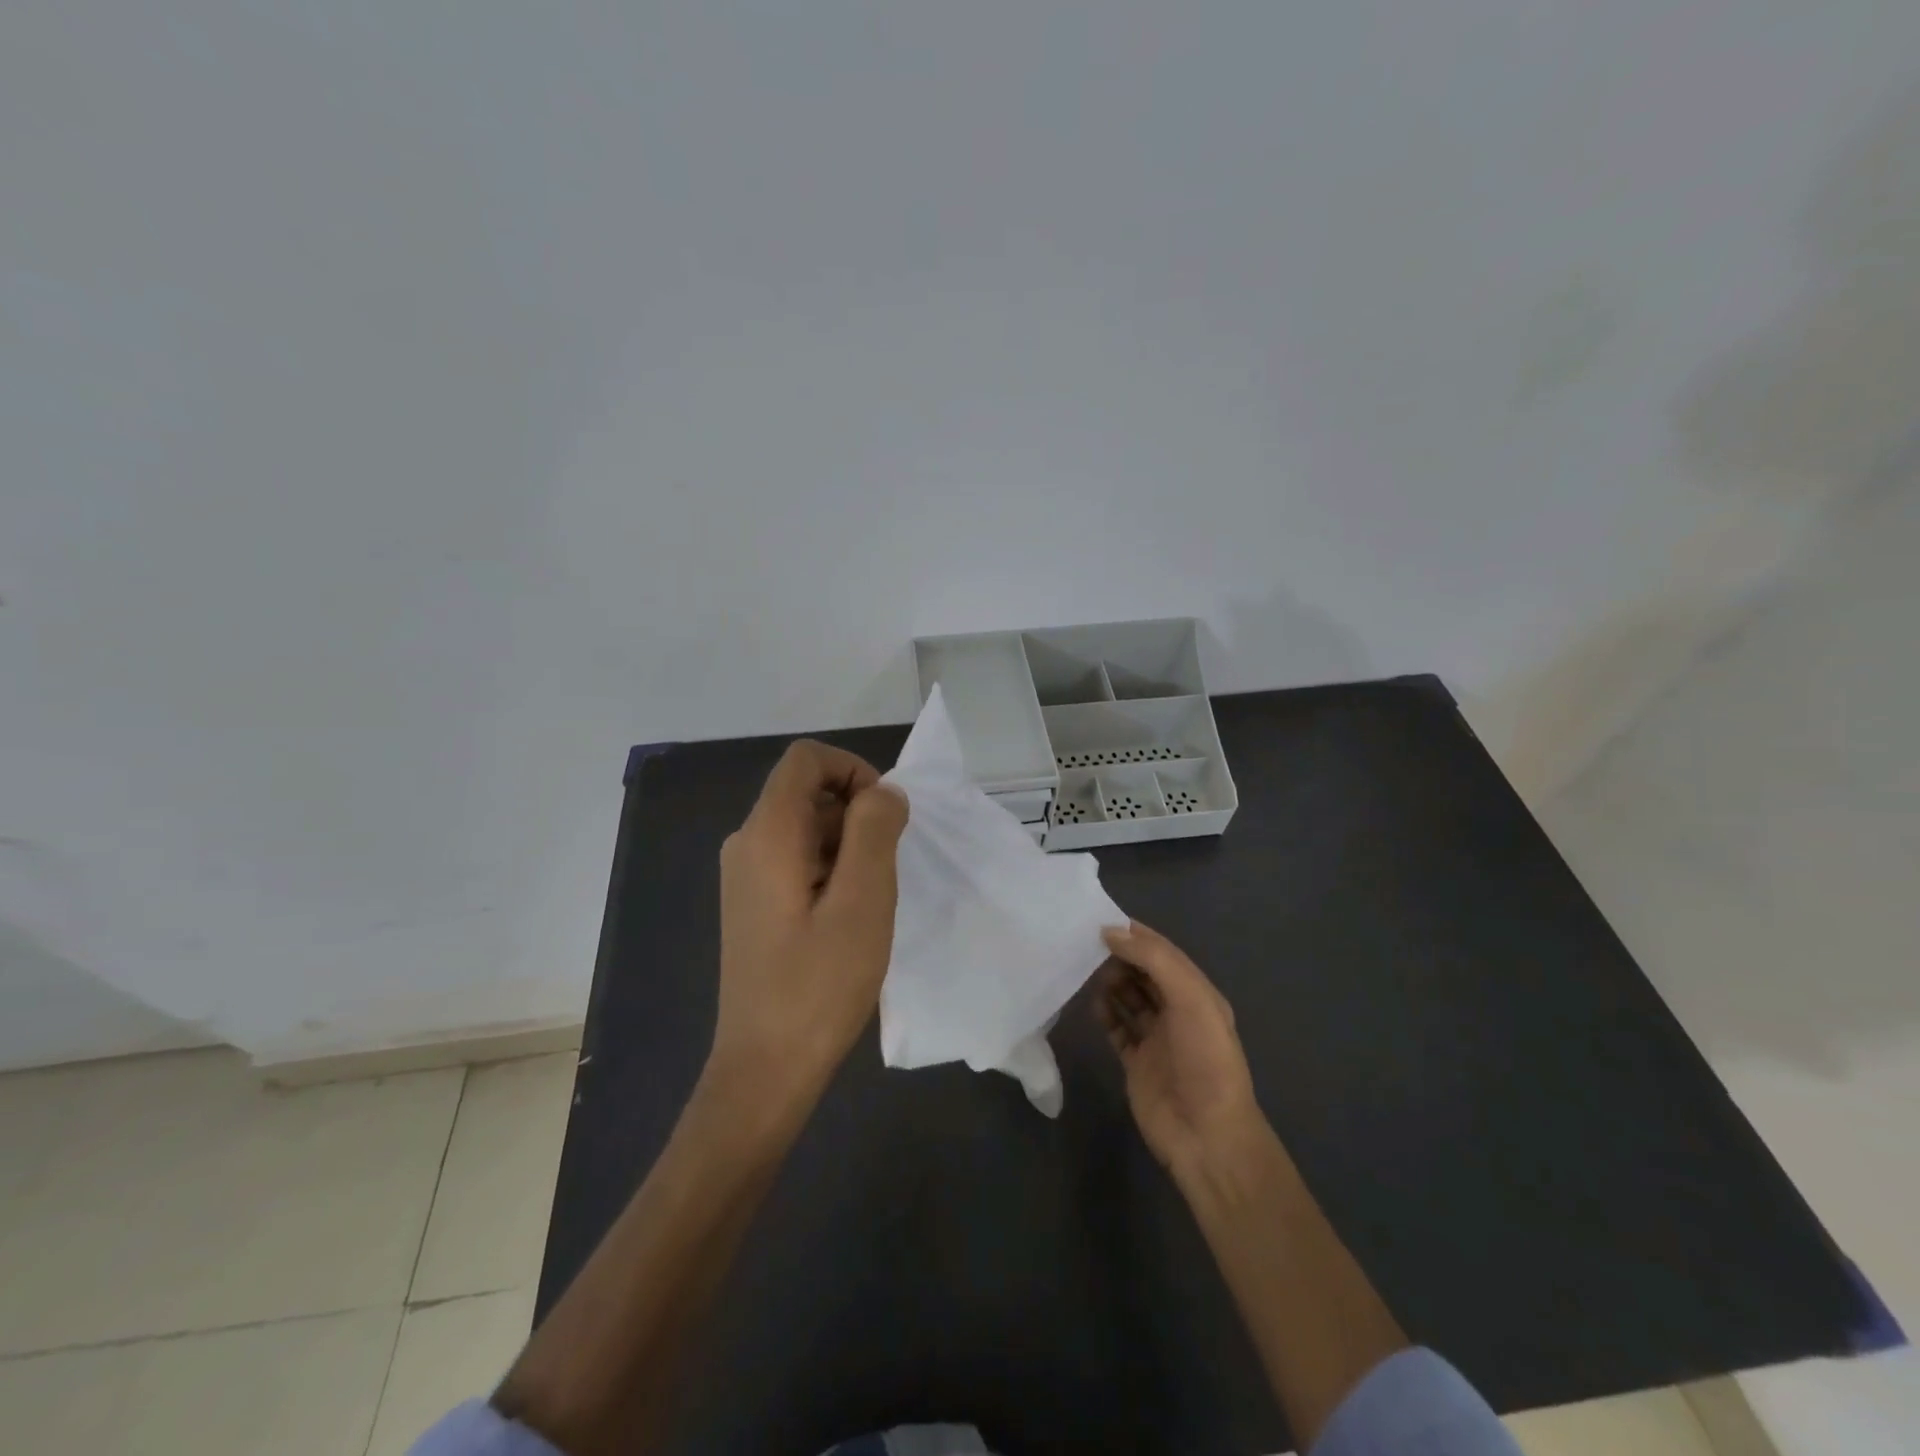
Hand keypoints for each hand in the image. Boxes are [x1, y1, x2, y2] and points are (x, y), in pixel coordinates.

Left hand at [712, 740, 909, 1113]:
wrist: (765, 1068)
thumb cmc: (818, 984)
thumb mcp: (864, 900)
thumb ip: (875, 830)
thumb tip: (883, 792)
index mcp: (768, 833)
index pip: (807, 758)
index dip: (853, 770)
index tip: (885, 816)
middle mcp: (746, 842)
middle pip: (806, 790)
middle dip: (855, 813)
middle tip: (885, 869)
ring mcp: (744, 875)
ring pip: (805, 826)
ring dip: (847, 844)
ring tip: (868, 900)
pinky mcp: (752, 902)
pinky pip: (796, 857)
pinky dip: (830, 867)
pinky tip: (847, 916)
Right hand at [1094, 921, 1262, 1175]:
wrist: (1207, 1136)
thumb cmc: (1204, 1060)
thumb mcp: (1190, 999)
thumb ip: (1153, 960)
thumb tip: (1110, 931)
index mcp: (1198, 994)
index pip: (1164, 953)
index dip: (1136, 935)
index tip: (1102, 920)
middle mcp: (1178, 1012)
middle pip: (1144, 973)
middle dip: (1120, 957)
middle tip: (1086, 946)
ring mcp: (1157, 1039)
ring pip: (1128, 999)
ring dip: (1110, 982)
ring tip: (1084, 971)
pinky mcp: (1136, 1063)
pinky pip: (1117, 1029)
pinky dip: (1104, 1014)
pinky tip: (1091, 1003)